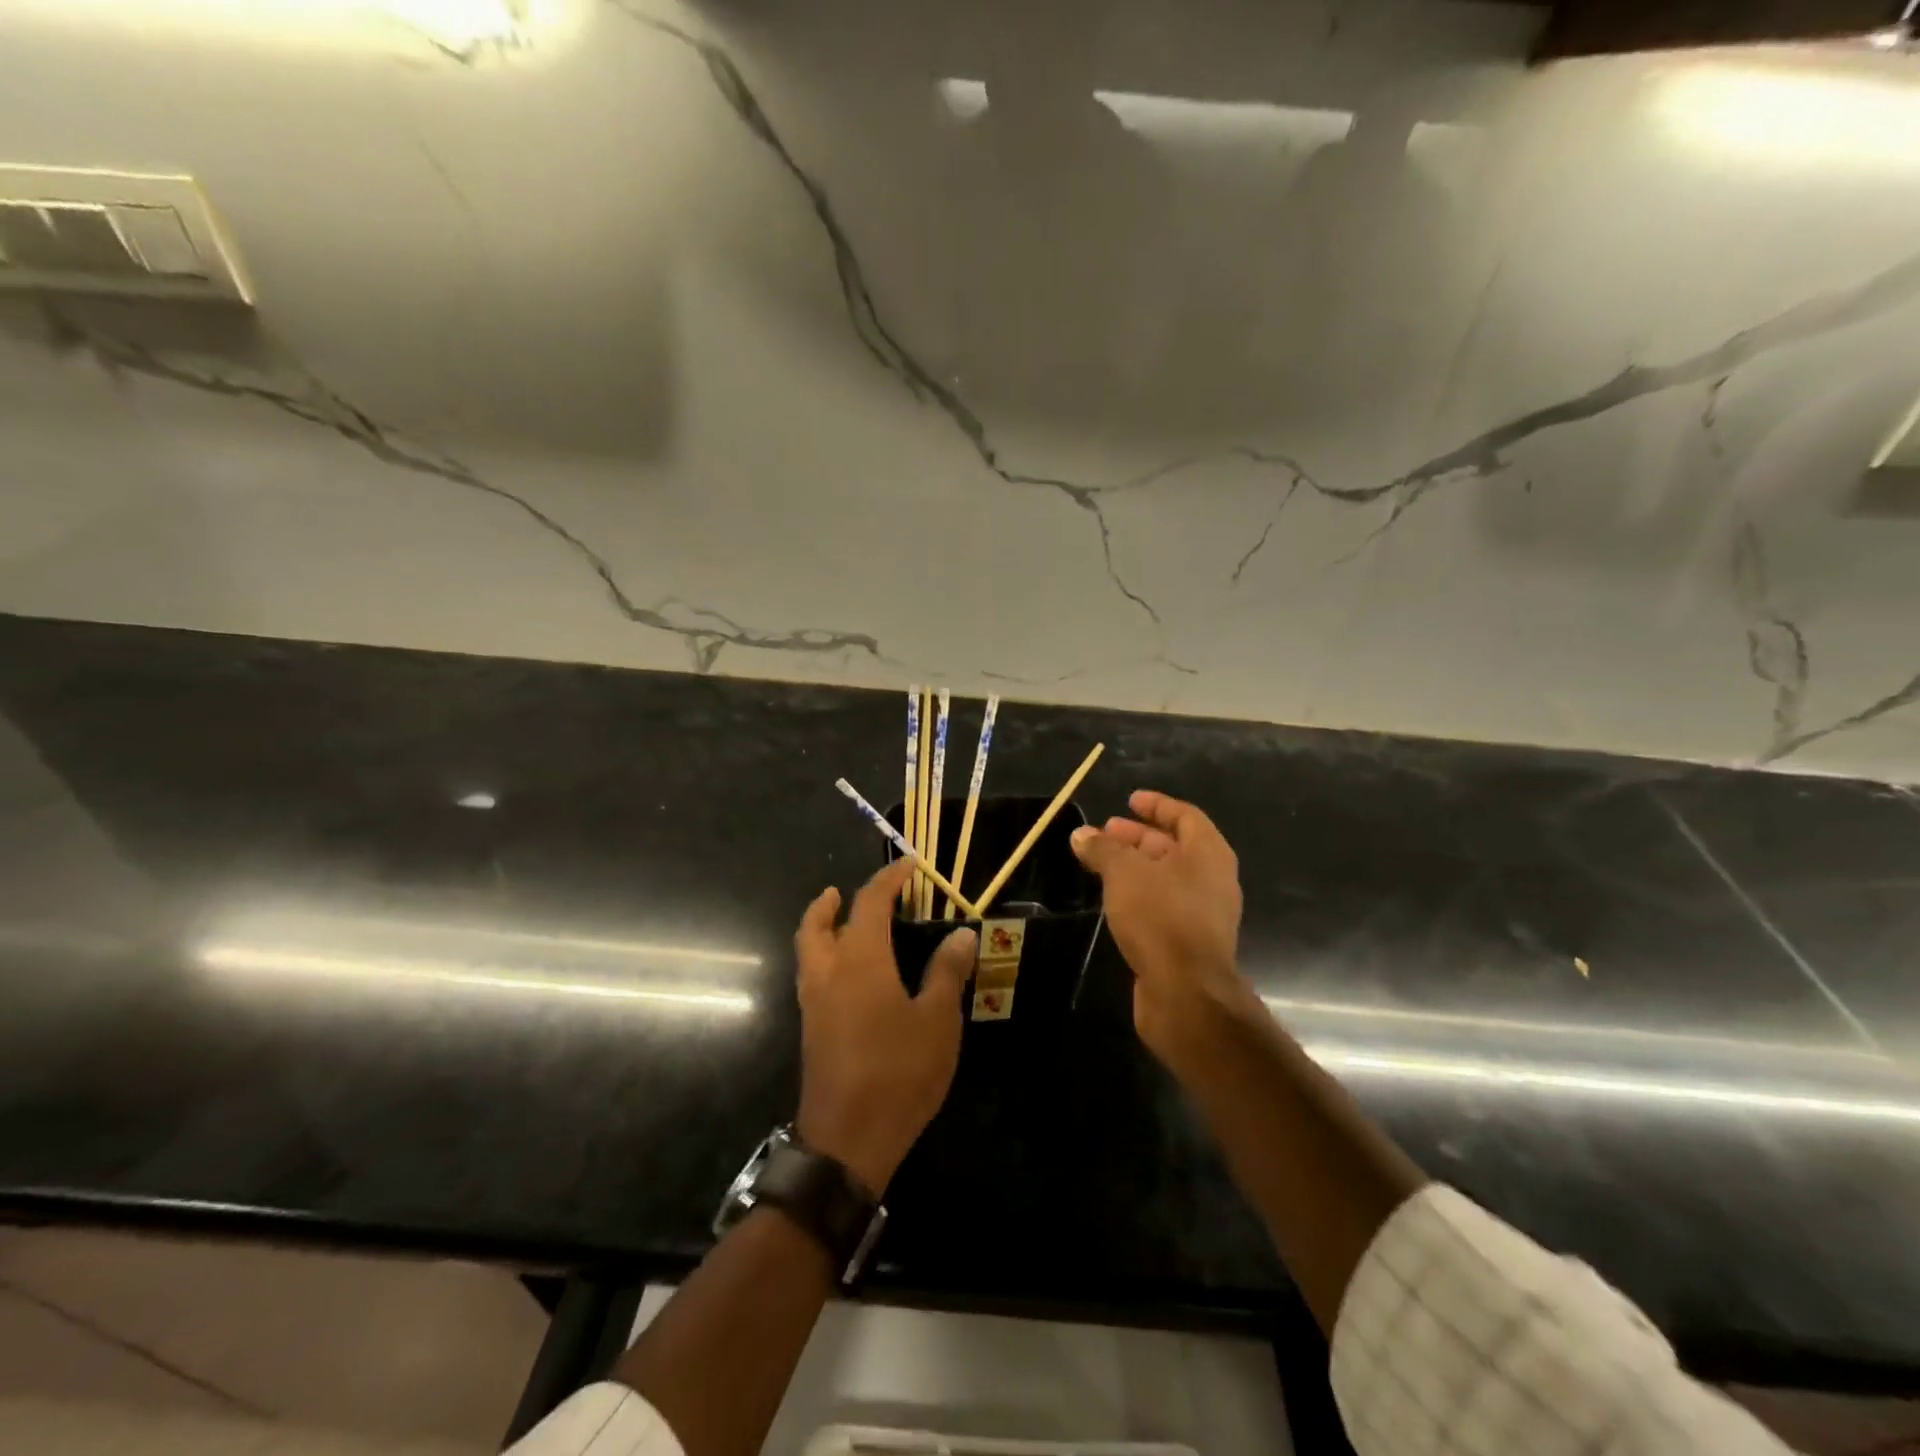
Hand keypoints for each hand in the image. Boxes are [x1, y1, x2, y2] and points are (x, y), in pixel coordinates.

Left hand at [793, 859, 976, 1195]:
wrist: (847, 1140)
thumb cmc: (898, 1072)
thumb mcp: (938, 1020)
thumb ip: (947, 972)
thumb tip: (962, 933)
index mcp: (861, 960)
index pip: (870, 903)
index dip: (889, 879)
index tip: (909, 866)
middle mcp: (829, 972)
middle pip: (816, 924)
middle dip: (830, 903)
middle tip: (843, 892)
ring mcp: (814, 1003)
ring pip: (808, 950)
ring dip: (820, 928)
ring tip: (842, 924)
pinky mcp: (811, 1030)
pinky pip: (812, 976)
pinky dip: (823, 957)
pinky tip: (849, 975)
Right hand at [1071, 790, 1259, 1075]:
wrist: (1185, 992)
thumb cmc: (1160, 917)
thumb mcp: (1124, 873)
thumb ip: (1103, 849)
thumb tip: (1081, 835)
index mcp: (1208, 854)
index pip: (1185, 816)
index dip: (1156, 805)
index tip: (1129, 801)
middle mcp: (1212, 879)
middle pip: (1174, 847)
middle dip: (1138, 837)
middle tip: (1105, 833)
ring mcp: (1204, 913)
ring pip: (1166, 878)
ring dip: (1135, 867)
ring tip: (1100, 864)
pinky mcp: (1189, 942)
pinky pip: (1163, 905)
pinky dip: (1139, 894)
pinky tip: (1113, 899)